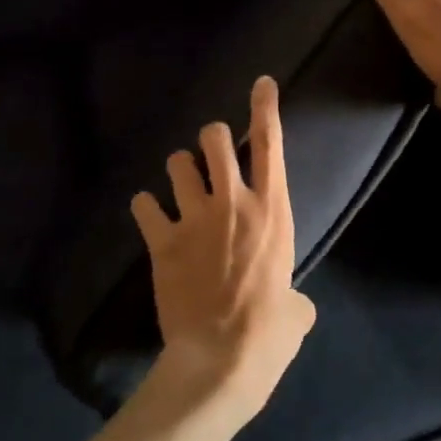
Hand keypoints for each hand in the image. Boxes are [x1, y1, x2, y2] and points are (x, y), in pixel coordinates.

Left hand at [130, 76, 316, 429]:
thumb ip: (292, 290)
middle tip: (212, 154)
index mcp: (272, 210)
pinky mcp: (162, 240)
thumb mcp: (297, 308)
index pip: (270, 143)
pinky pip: (144, 205)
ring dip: (180, 170)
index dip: (265, 107)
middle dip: (212, 138)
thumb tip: (290, 302)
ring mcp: (194, 216)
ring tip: (181, 188)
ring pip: (177, 162)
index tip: (261, 83)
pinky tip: (151, 218)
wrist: (221, 358)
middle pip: (214, 137)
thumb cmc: (270, 332)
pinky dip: (147, 208)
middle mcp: (233, 201)